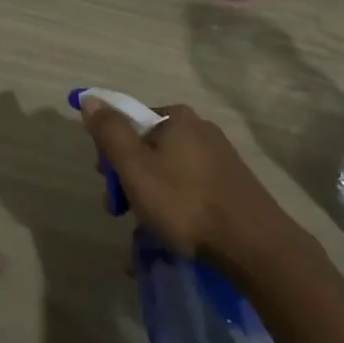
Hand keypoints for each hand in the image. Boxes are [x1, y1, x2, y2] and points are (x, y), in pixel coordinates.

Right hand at [80, 97, 310, 270]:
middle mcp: (199, 128)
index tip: (109, 184)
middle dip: (129, 180)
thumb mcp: (135, 167)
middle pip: (148, 148)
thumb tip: (90, 99)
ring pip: (168, 173)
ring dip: (149, 200)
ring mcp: (219, 157)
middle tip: (122, 213)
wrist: (253, 243)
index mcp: (176, 117)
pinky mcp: (231, 184)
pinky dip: (174, 209)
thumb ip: (110, 132)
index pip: (129, 123)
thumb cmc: (185, 202)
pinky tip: (170, 237)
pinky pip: (190, 190)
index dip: (111, 153)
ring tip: (145, 234)